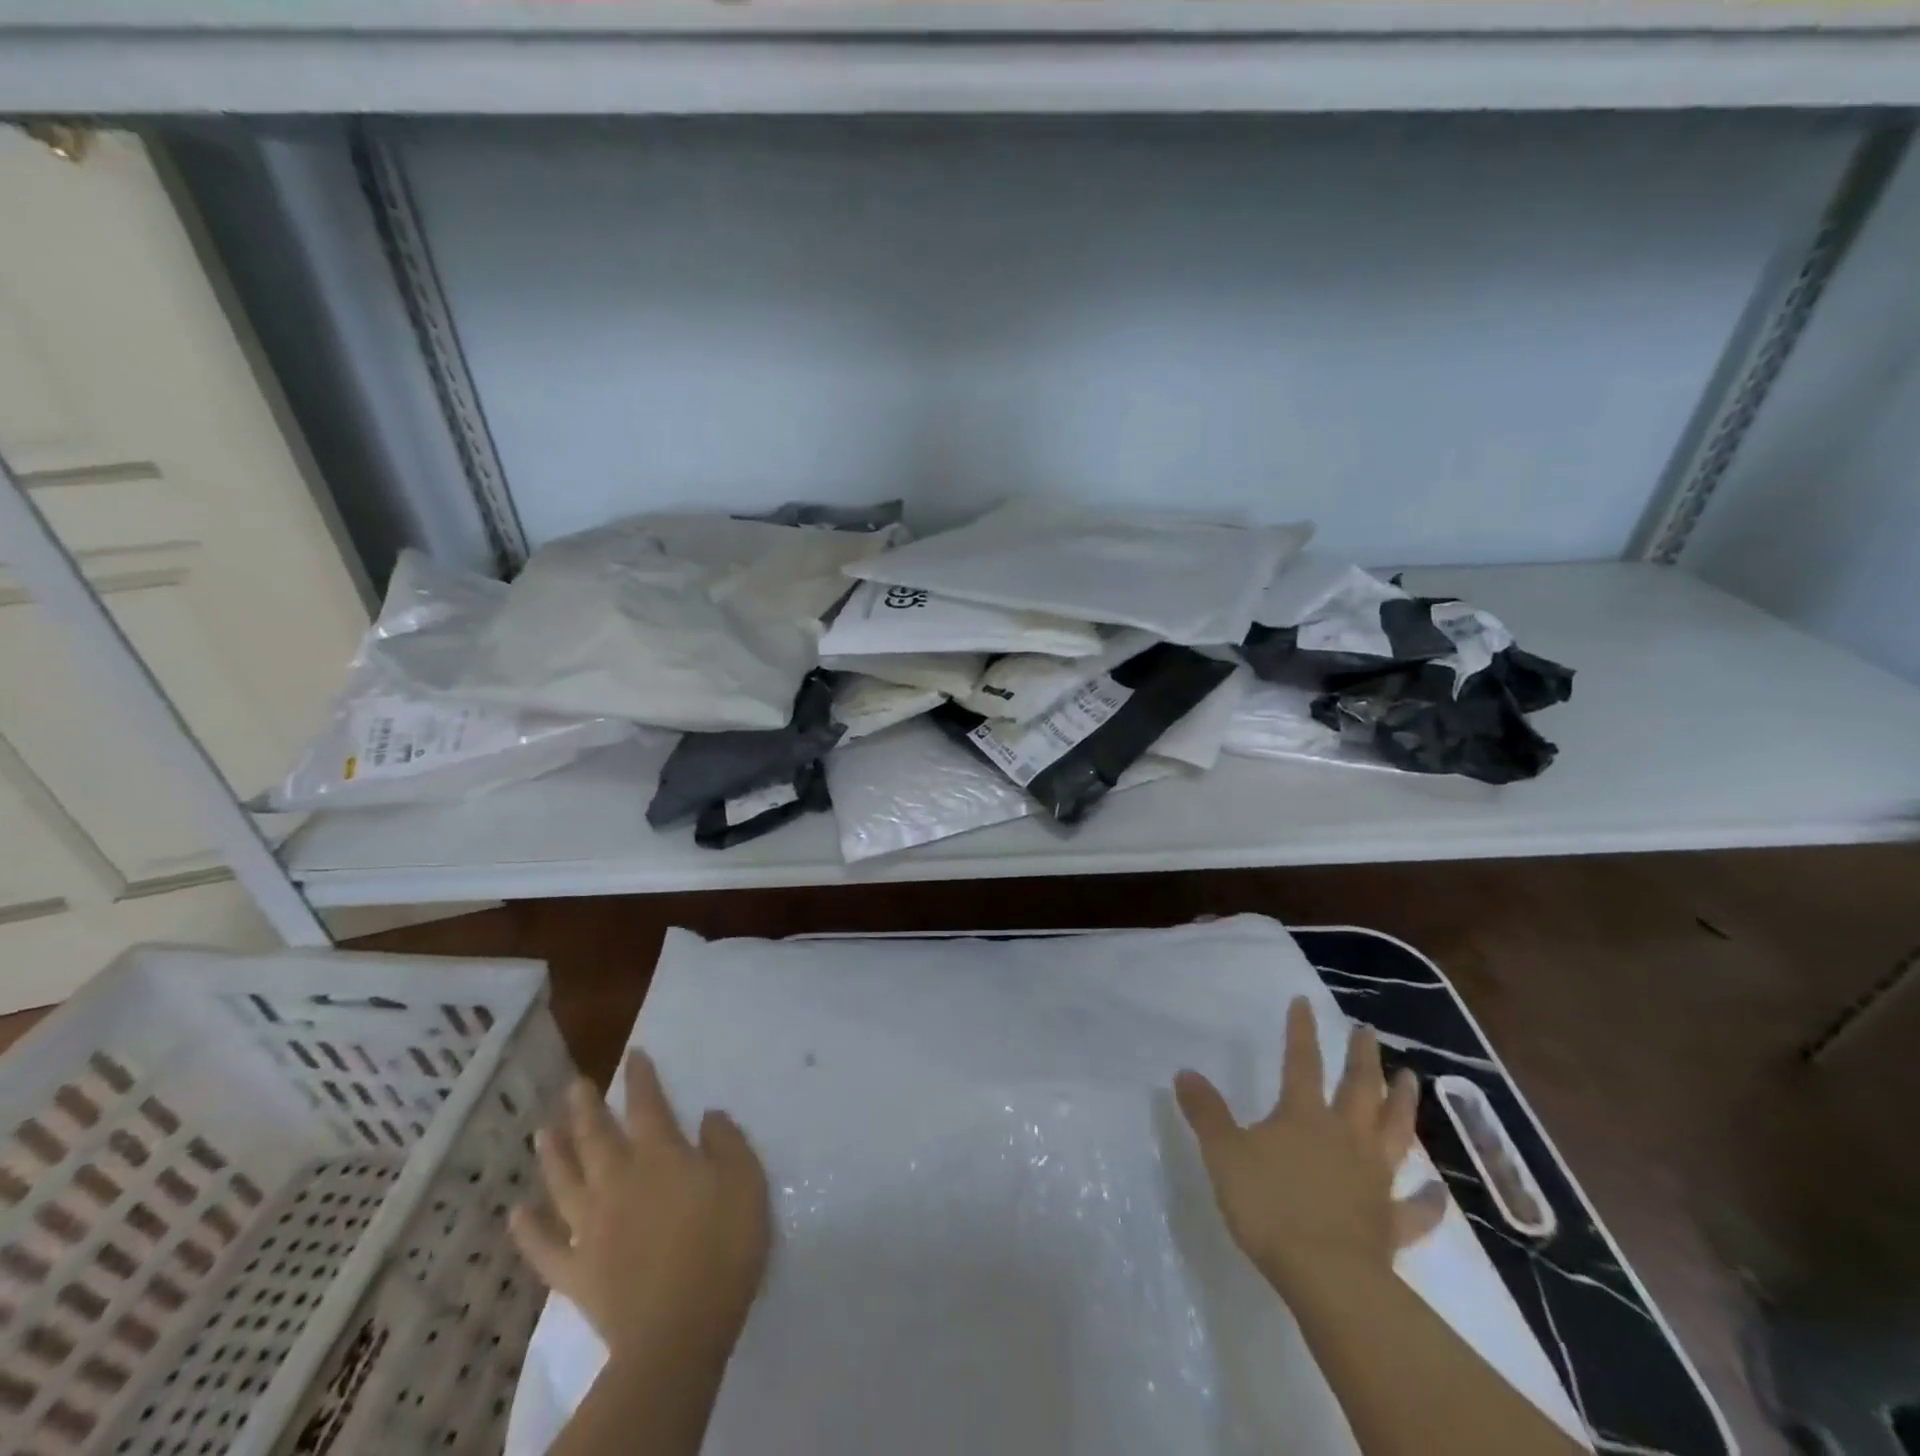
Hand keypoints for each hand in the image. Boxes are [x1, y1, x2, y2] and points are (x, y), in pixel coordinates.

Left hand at [511, 1051, 771, 1362]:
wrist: (680, 1330)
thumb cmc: (722, 1246)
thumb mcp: (746, 1181)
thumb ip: (726, 1142)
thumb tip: (707, 1115)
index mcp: (660, 1155)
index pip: (647, 1104)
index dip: (640, 1078)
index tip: (633, 1055)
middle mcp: (618, 1180)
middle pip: (596, 1135)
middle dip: (585, 1107)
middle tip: (574, 1086)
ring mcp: (590, 1226)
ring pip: (563, 1180)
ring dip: (552, 1154)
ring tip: (542, 1132)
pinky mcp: (575, 1271)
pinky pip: (543, 1247)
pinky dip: (527, 1230)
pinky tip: (517, 1214)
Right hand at [1174, 997, 1447, 1298]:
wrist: (1326, 1277)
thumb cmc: (1270, 1206)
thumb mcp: (1224, 1153)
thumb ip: (1206, 1113)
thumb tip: (1185, 1072)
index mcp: (1303, 1116)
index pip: (1302, 1062)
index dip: (1301, 1031)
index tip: (1305, 1002)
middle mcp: (1344, 1137)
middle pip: (1359, 1088)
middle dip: (1362, 1057)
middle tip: (1368, 1031)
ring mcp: (1373, 1178)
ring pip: (1395, 1133)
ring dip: (1404, 1105)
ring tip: (1413, 1079)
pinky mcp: (1390, 1223)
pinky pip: (1414, 1208)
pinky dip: (1427, 1199)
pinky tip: (1436, 1190)